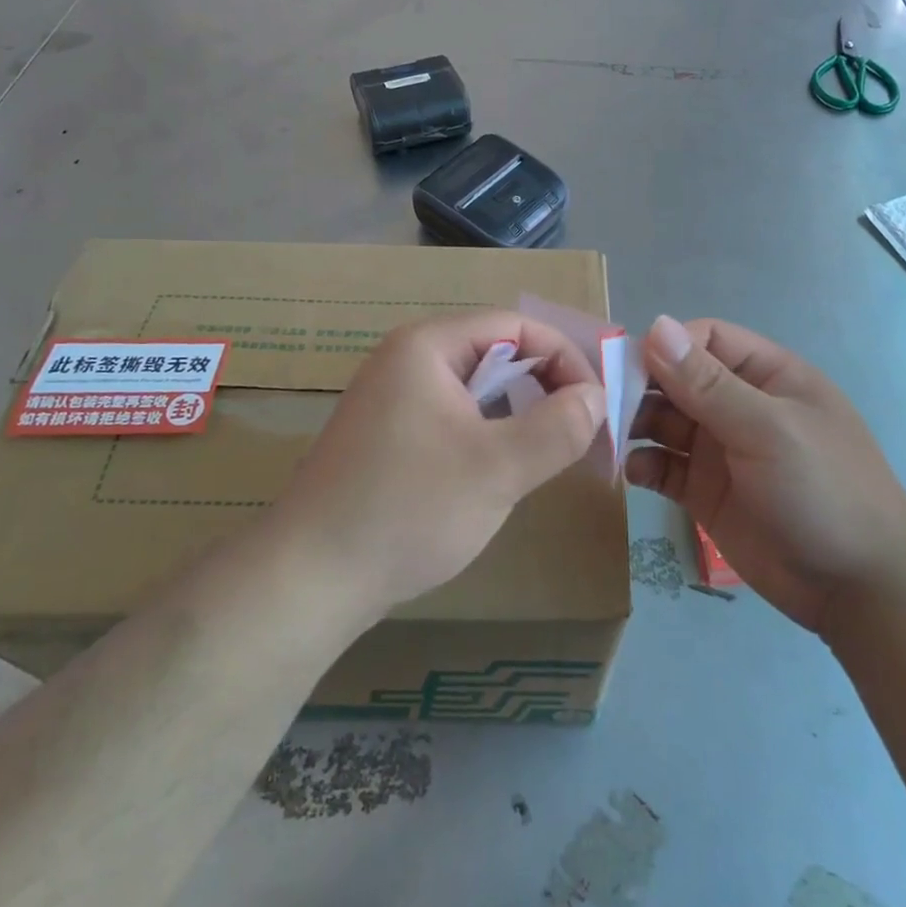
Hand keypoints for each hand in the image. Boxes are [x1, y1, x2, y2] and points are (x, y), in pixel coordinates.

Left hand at [271, 311, 606, 623]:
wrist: (307, 580)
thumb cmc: (408, 509)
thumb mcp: (498, 468)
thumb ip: (559, 427)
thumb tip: (596, 397)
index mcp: (428, 346)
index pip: (516, 326)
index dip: (565, 358)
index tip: (598, 404)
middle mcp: (407, 359)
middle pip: (496, 352)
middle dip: (546, 386)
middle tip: (582, 431)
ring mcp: (393, 398)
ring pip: (477, 388)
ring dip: (520, 413)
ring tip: (550, 453)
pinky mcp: (388, 435)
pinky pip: (454, 416)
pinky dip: (489, 433)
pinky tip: (503, 471)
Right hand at [627, 316, 905, 632]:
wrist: (859, 588)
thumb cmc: (823, 490)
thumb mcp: (767, 429)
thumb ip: (708, 383)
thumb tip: (655, 325)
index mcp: (766, 376)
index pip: (705, 340)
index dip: (667, 346)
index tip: (629, 367)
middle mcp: (740, 406)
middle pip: (678, 379)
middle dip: (642, 387)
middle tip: (604, 405)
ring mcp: (721, 450)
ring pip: (664, 422)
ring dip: (636, 425)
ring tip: (610, 437)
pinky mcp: (706, 493)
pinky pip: (664, 468)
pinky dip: (644, 465)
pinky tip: (636, 475)